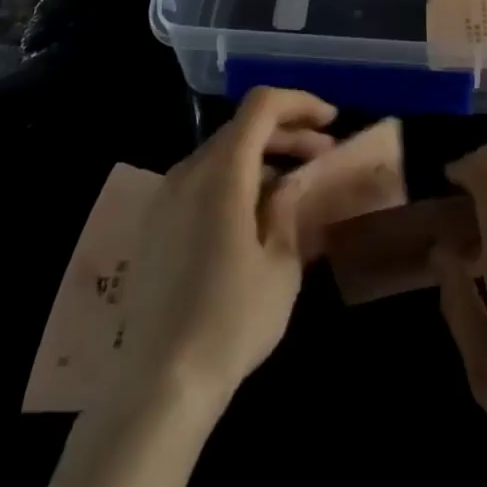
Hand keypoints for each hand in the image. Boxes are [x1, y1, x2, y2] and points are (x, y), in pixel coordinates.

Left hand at [113, 87, 336, 413]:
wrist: (159, 384)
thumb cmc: (231, 321)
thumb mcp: (281, 265)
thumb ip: (288, 209)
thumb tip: (291, 182)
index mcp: (221, 172)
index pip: (262, 105)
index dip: (300, 103)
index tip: (332, 122)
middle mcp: (188, 170)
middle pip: (242, 127)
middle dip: (287, 132)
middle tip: (323, 155)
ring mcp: (165, 196)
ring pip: (221, 152)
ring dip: (261, 156)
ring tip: (294, 185)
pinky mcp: (155, 223)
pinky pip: (201, 179)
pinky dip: (234, 178)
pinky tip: (254, 214)